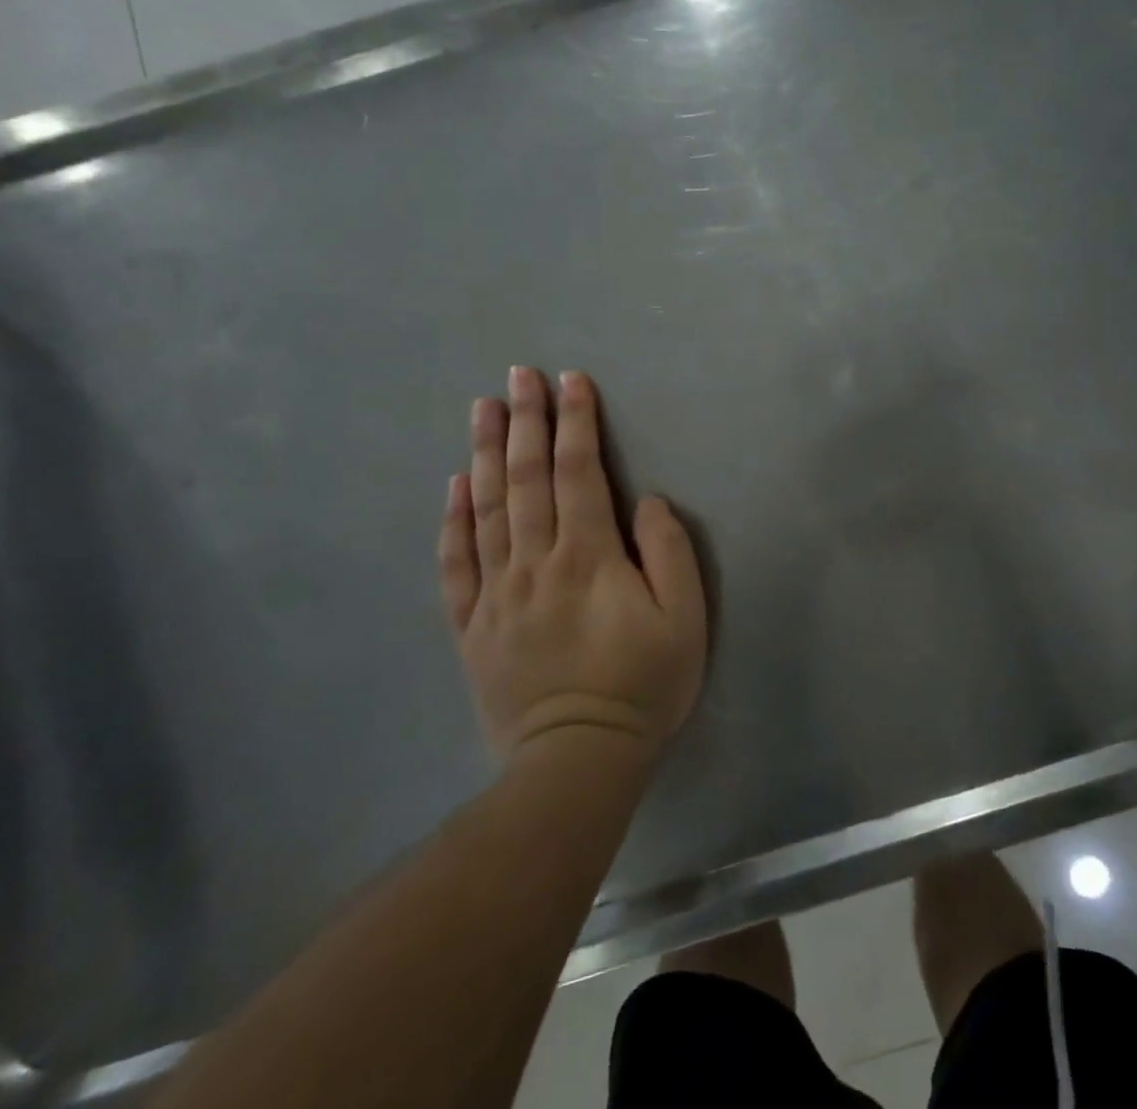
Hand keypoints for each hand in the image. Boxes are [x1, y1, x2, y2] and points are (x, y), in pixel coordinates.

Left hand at [436, 368, 707, 761]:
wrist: (577, 761)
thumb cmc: (643, 685)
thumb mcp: (684, 619)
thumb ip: (668, 553)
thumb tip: (646, 502)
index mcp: (588, 557)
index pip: (580, 473)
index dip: (576, 423)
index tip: (570, 381)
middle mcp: (535, 563)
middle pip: (526, 479)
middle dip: (525, 421)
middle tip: (518, 375)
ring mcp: (496, 593)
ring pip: (486, 509)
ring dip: (483, 454)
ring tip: (482, 408)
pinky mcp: (472, 625)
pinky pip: (456, 563)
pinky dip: (452, 521)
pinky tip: (452, 487)